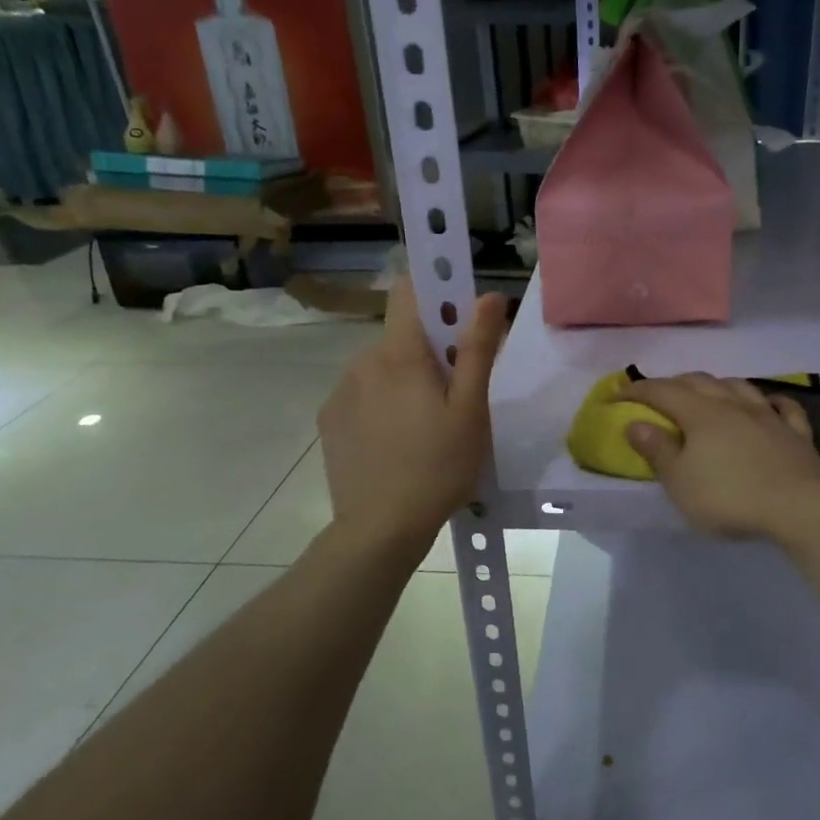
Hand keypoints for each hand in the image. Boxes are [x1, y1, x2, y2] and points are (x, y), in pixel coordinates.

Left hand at [318, 282, 507, 550]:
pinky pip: (362, 393)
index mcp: (401, 354)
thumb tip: (490, 296)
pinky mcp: (329, 418)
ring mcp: (340, 390)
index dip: (436, 291)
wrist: (380, 529)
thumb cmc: (439, 467)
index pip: (409, 290)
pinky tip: (396, 442)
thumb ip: (479, 349)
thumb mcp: (471, 409)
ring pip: (381, 365)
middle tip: (453, 396)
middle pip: (401, 335)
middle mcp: (362, 360)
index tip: (459, 315)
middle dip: (429, 351)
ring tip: (424, 427)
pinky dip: (381, 403)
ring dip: (404, 378)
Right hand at [618, 373, 819, 542]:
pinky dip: (769, 401)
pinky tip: (767, 404)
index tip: (616, 395)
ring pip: (739, 386)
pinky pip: (782, 406)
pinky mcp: (796, 433)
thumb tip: (635, 423)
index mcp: (701, 414)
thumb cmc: (730, 497)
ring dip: (717, 386)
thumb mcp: (681, 482)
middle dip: (674, 383)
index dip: (636, 391)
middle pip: (699, 382)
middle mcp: (733, 405)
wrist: (801, 508)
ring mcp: (768, 415)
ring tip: (707, 394)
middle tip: (657, 396)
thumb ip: (658, 450)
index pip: (662, 392)